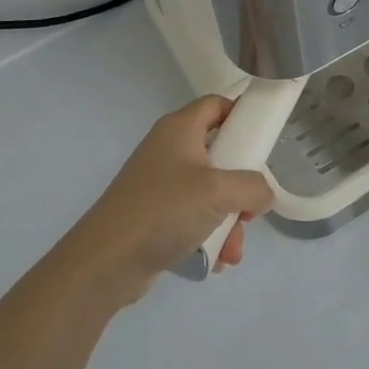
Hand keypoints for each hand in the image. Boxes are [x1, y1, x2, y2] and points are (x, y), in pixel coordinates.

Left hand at [60, 96, 275, 309]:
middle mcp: (169, 150)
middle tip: (251, 207)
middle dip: (241, 187)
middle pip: (219, 154)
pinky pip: (194, 217)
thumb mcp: (219, 192)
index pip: (216, 104)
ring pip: (210, 192)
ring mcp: (160, 184)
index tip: (263, 141)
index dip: (242, 116)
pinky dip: (208, 235)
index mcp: (180, 129)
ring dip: (229, 219)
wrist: (105, 263)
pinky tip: (216, 259)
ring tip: (232, 249)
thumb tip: (263, 194)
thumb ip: (253, 187)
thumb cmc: (163, 211)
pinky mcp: (155, 214)